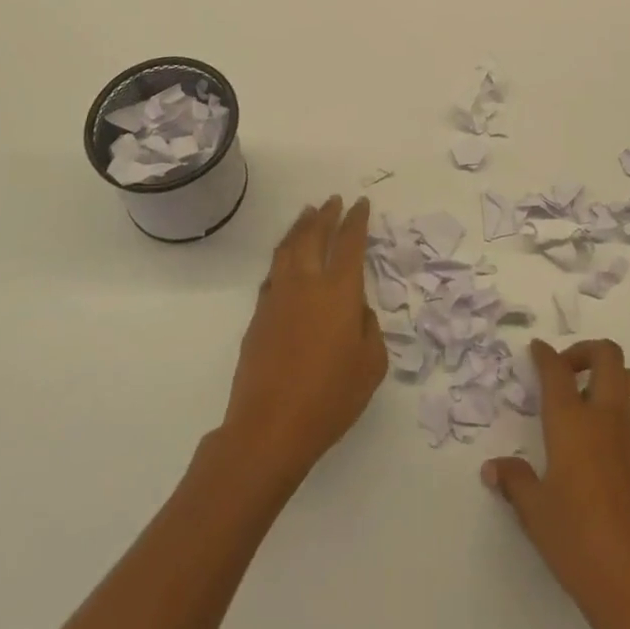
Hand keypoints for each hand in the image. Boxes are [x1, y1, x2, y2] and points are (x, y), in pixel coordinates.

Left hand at [221, 195, 385, 486]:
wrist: (269, 427)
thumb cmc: (330, 398)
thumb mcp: (370, 366)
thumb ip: (369, 329)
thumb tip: (357, 311)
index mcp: (339, 291)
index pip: (349, 242)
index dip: (356, 220)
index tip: (360, 204)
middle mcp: (306, 283)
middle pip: (314, 236)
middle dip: (326, 215)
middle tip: (333, 201)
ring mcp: (278, 296)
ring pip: (288, 248)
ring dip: (300, 228)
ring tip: (307, 215)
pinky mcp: (258, 315)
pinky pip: (273, 272)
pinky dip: (283, 256)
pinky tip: (285, 259)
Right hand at [481, 340, 629, 628]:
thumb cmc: (581, 546)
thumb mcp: (537, 515)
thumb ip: (515, 482)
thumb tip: (493, 467)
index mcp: (573, 422)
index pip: (557, 370)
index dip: (544, 354)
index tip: (536, 349)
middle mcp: (607, 417)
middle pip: (607, 355)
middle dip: (585, 350)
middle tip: (566, 369)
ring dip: (610, 376)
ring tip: (589, 401)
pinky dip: (622, 411)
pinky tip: (605, 446)